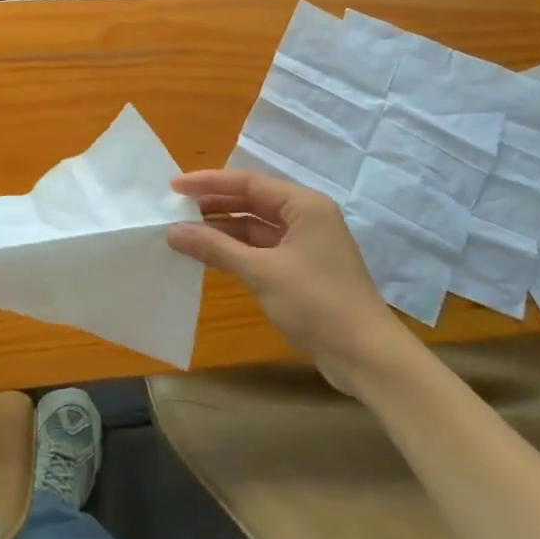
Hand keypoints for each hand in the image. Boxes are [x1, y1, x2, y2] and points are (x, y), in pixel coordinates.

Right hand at [167, 169, 399, 395]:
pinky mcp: (304, 269)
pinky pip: (263, 249)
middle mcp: (306, 216)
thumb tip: (173, 231)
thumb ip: (215, 248)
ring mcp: (306, 244)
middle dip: (214, 204)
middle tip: (175, 209)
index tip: (174, 187)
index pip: (248, 182)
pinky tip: (211, 255)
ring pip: (256, 227)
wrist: (366, 356)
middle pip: (252, 201)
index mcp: (303, 205)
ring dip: (223, 229)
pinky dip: (237, 250)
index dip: (209, 183)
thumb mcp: (261, 272)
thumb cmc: (317, 303)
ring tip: (185, 232)